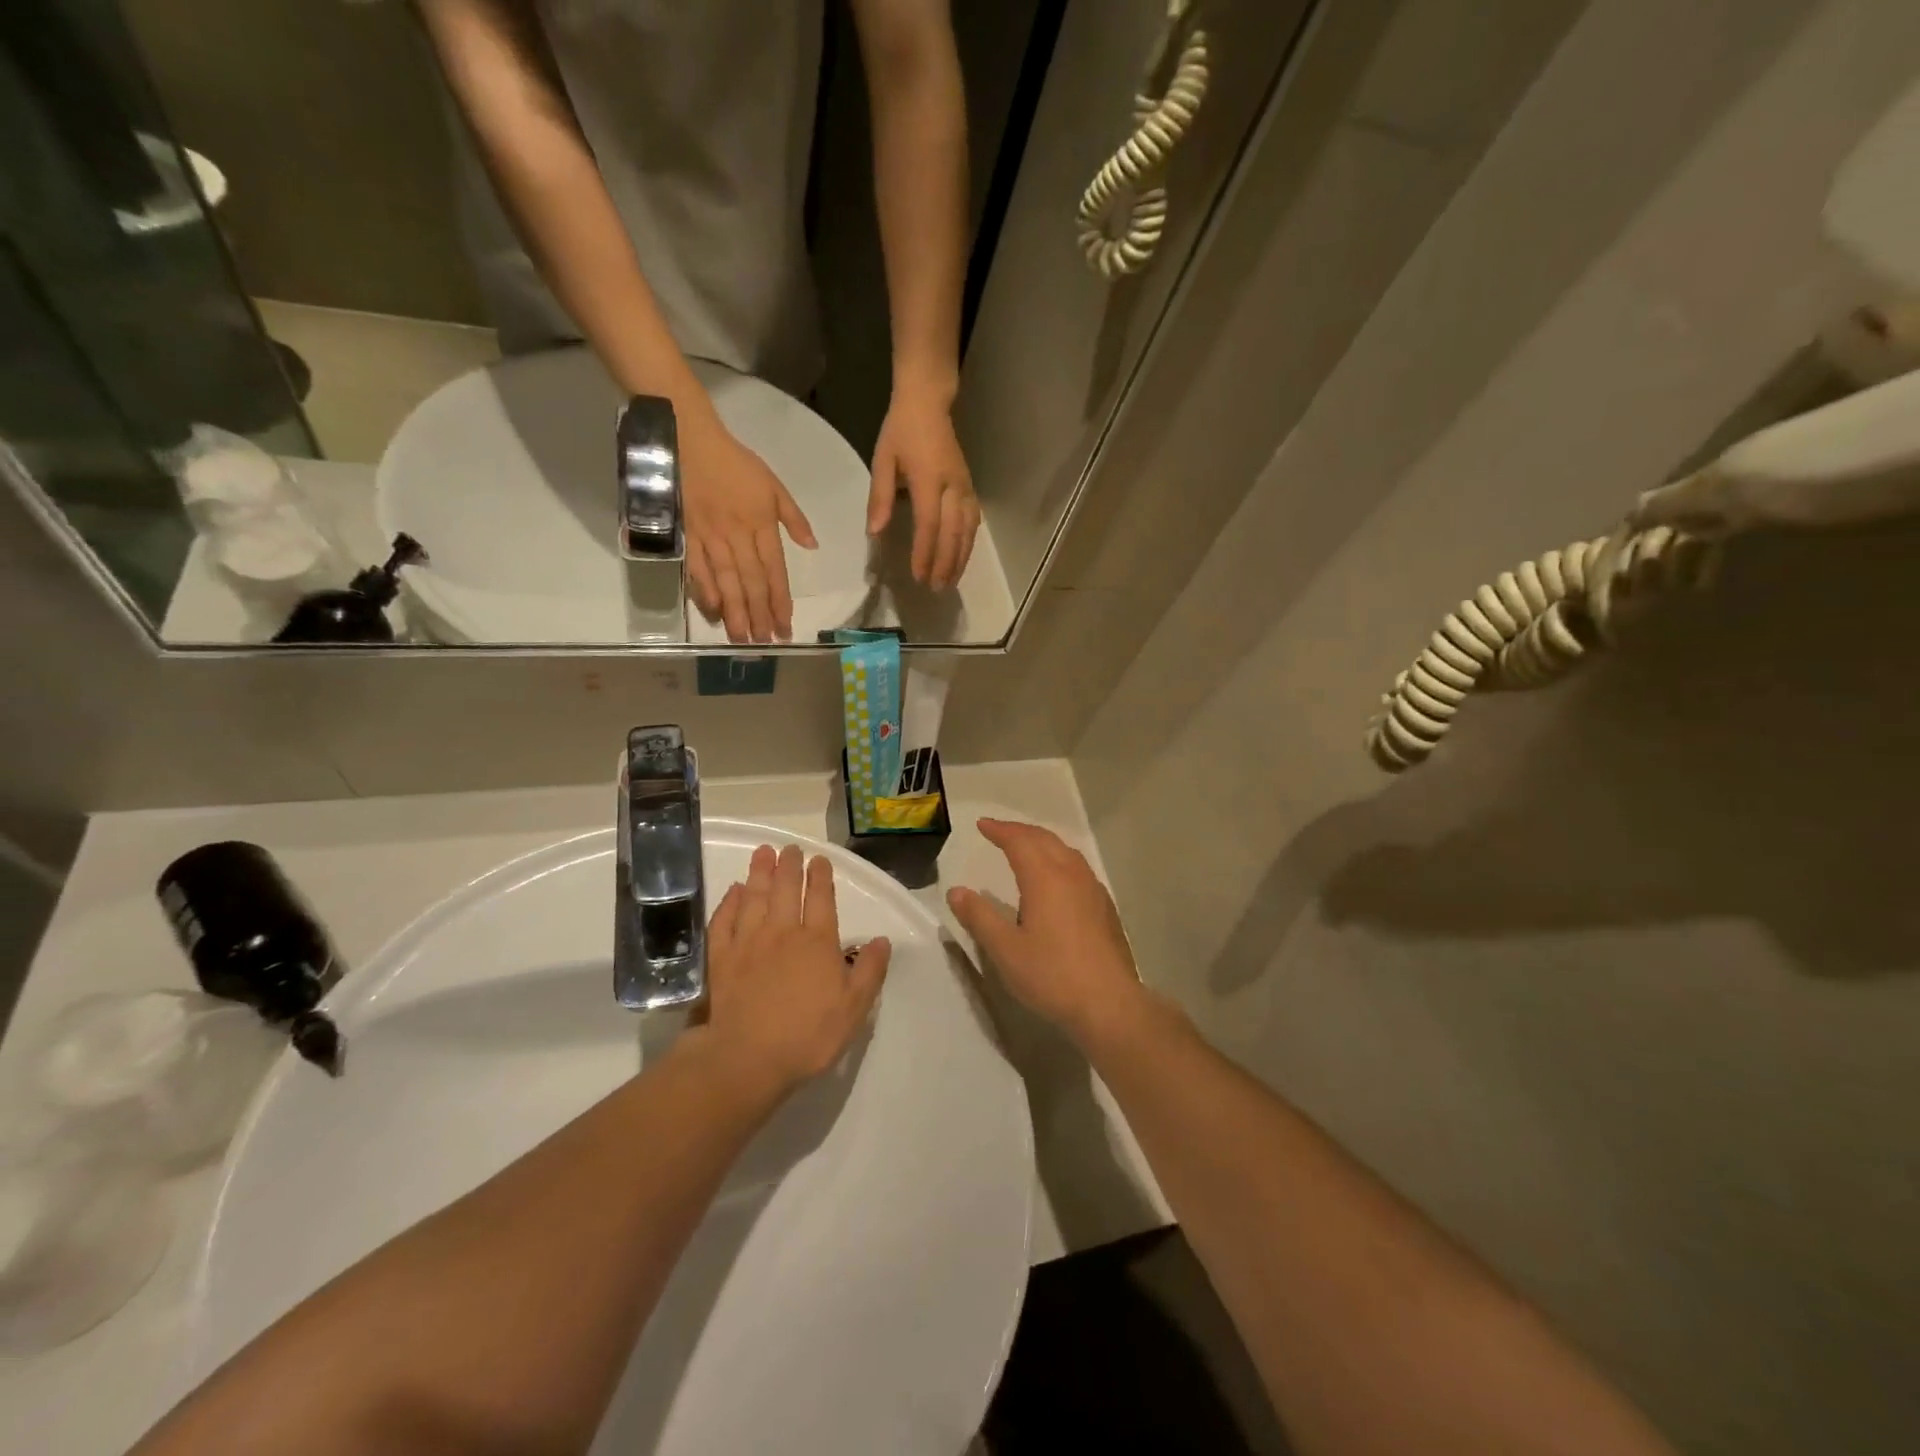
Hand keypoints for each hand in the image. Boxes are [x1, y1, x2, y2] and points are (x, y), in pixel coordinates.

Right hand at [681, 408, 816, 641]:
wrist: (691, 441)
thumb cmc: (737, 464)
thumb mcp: (774, 486)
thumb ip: (794, 519)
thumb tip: (812, 547)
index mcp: (761, 525)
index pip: (775, 571)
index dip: (781, 601)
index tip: (786, 626)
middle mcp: (737, 536)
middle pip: (751, 583)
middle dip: (760, 615)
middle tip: (765, 643)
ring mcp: (711, 538)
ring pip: (726, 581)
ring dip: (735, 612)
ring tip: (743, 638)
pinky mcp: (688, 536)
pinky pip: (697, 569)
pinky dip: (704, 591)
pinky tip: (713, 612)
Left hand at [699, 844, 890, 1096]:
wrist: (747, 1059)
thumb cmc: (808, 1035)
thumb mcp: (854, 1008)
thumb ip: (869, 970)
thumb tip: (881, 940)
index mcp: (817, 942)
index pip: (820, 898)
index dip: (820, 876)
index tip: (819, 859)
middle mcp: (782, 932)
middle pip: (785, 889)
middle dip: (789, 865)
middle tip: (789, 847)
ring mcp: (748, 943)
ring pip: (754, 897)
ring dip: (759, 872)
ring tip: (762, 853)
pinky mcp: (721, 959)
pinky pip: (724, 921)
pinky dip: (729, 902)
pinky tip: (733, 891)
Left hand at [870, 388, 978, 590]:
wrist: (928, 403)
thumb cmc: (901, 431)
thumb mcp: (882, 460)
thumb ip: (880, 497)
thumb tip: (875, 532)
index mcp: (929, 479)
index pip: (929, 524)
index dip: (924, 552)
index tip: (918, 576)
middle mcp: (953, 486)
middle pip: (952, 533)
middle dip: (945, 563)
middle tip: (936, 588)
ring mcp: (965, 487)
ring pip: (968, 530)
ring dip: (960, 558)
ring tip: (950, 581)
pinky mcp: (970, 487)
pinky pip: (973, 521)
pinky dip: (969, 542)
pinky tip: (963, 557)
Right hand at [946, 819, 1146, 1049]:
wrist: (1109, 1003)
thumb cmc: (1052, 975)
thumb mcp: (1005, 950)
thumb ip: (979, 917)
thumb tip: (956, 891)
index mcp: (1045, 878)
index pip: (1019, 841)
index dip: (1000, 830)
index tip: (982, 825)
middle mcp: (1071, 874)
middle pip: (1045, 840)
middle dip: (1020, 831)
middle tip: (1000, 831)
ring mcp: (1093, 889)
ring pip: (1066, 852)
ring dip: (1042, 843)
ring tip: (1026, 848)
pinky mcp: (1105, 907)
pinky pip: (1079, 868)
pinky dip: (1060, 860)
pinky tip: (1057, 880)